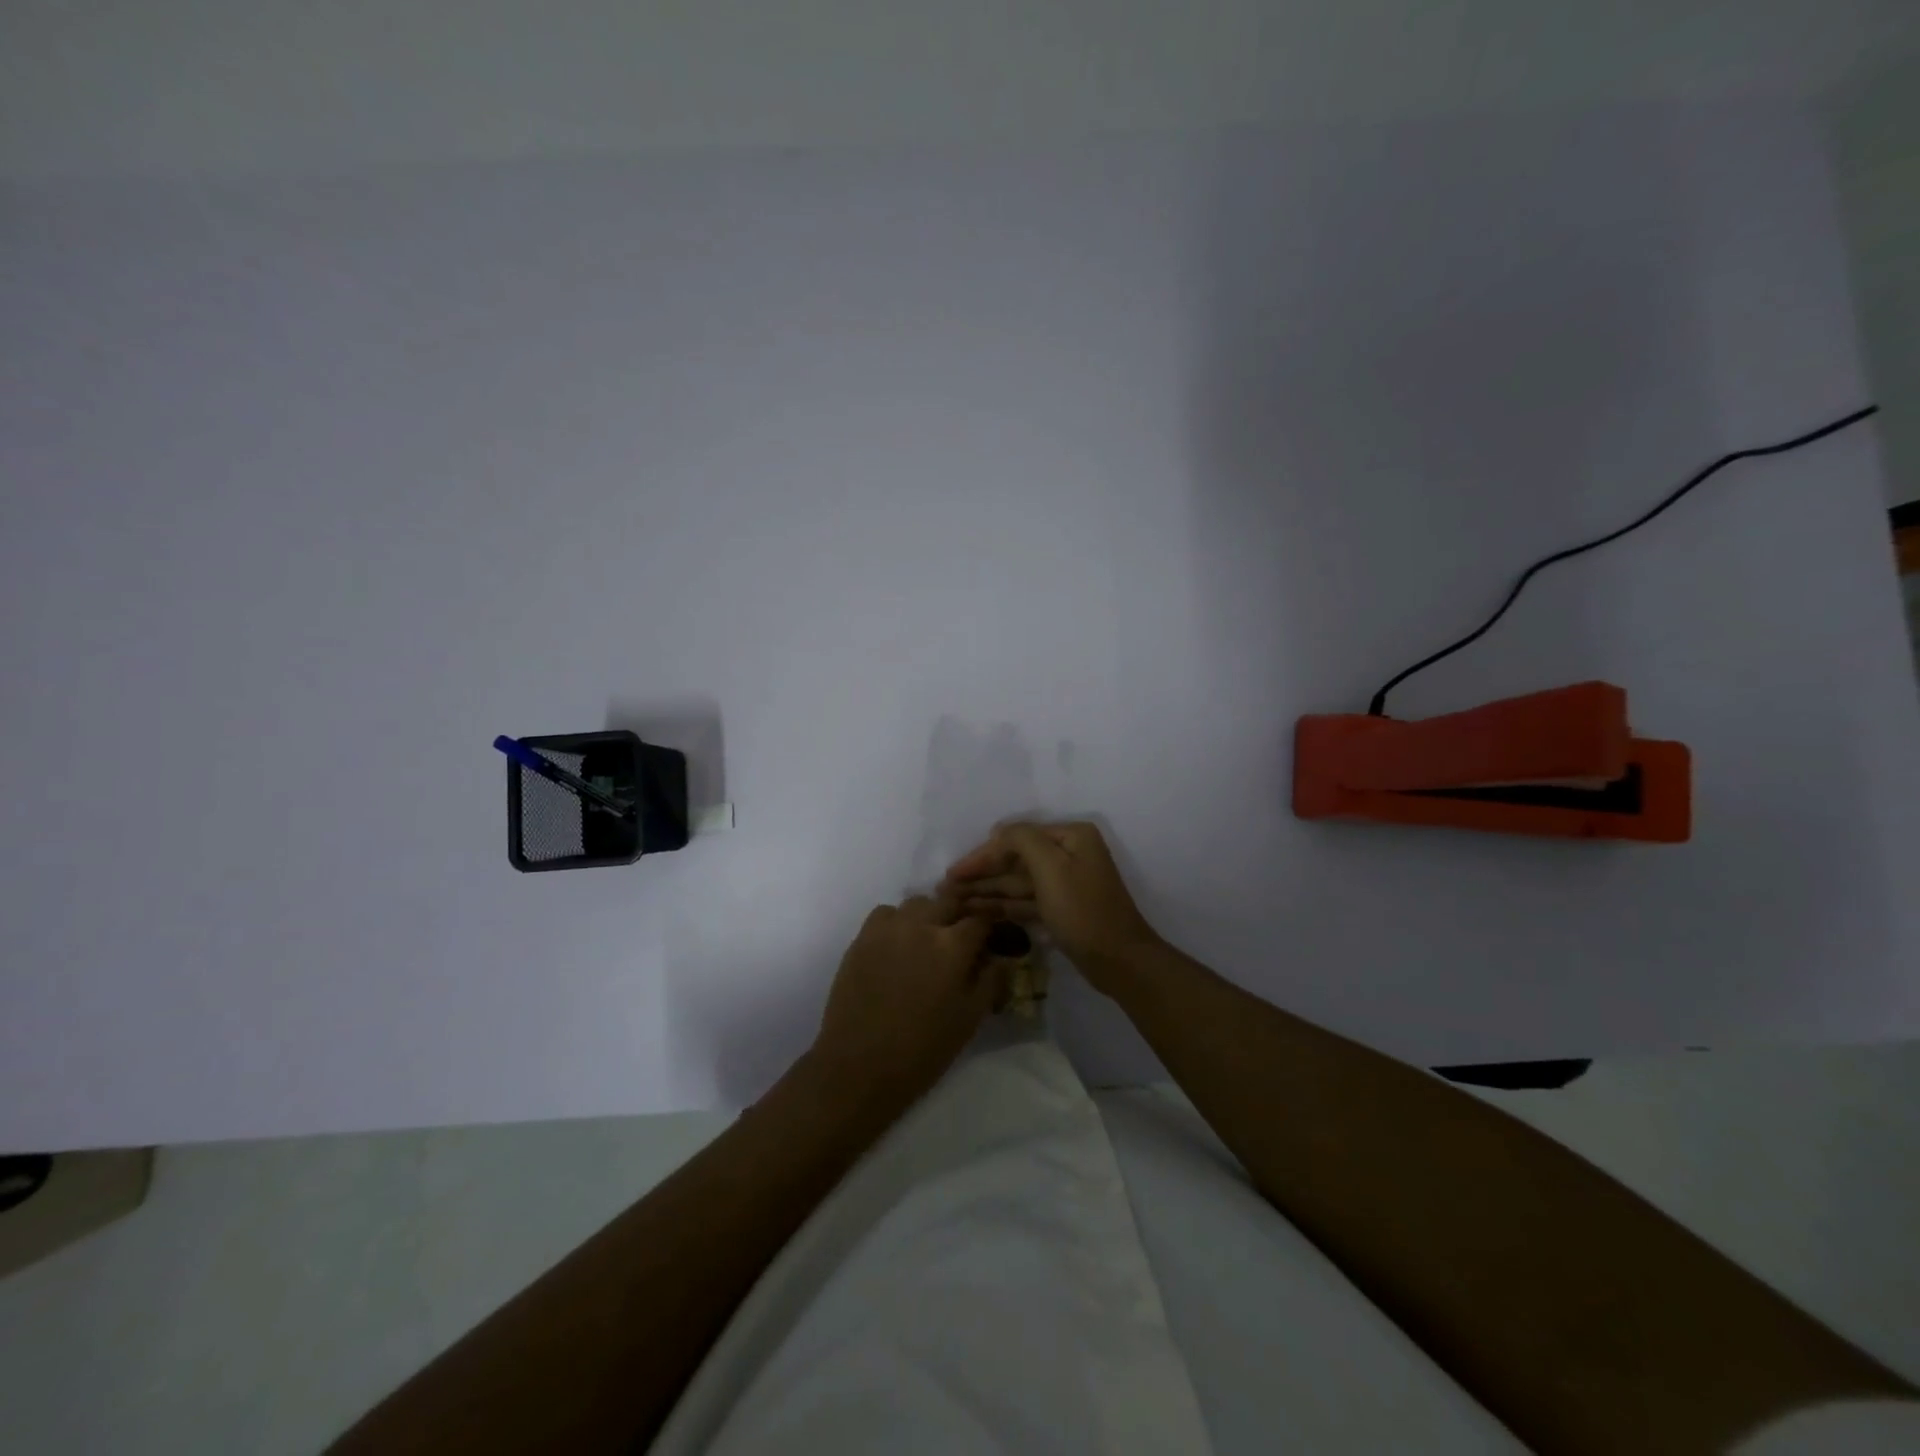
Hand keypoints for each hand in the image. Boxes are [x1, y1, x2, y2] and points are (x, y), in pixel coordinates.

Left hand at [810, 898, 998, 1108]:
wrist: (859, 1065)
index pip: (980, 920)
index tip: (990, 940)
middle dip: (958, 917)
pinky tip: (897, 945)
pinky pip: (885, 914)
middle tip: (958, 941)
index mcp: (953, 945)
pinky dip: (896, 922)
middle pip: (948, 902)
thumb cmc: (923, 1048)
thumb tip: (1002, 958)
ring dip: (927, 917)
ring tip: (926, 942)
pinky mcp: (862, 937)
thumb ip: (990, 981)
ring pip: (917, 904)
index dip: (989, 928)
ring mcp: (889, 928)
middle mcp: (922, 925)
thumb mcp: (970, 1019)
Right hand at [940, 821, 1162, 992]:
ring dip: (985, 890)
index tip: (952, 873)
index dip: (982, 855)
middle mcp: (1068, 854)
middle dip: (980, 874)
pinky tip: (974, 911)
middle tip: (944, 888)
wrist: (1119, 961)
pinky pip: (1024, 901)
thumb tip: (998, 831)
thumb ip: (1021, 840)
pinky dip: (1001, 905)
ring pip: (1016, 883)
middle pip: (1014, 860)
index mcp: (1070, 837)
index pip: (1015, 838)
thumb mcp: (1052, 867)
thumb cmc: (1084, 910)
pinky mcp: (1059, 909)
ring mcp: (1064, 883)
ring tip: (951, 901)